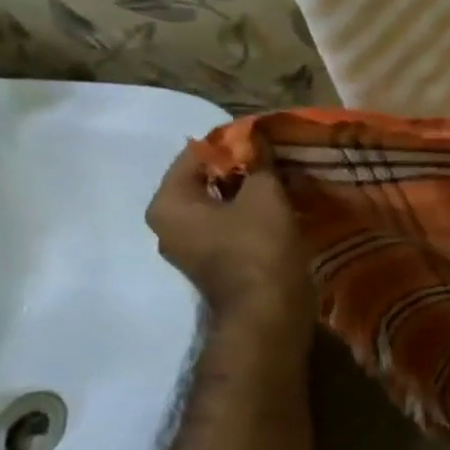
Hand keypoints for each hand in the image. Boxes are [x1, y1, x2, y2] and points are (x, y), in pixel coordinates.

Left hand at [146, 141, 314, 317]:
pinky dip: (251, 214)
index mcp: (168, 204)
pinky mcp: (215, 263)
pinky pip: (230, 226)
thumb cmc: (259, 246)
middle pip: (205, 180)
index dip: (231, 141)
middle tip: (275, 157)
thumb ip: (258, 162)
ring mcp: (190, 248)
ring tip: (282, 180)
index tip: (263, 137)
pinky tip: (279, 207)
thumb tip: (257, 138)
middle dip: (240, 167)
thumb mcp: (264, 193)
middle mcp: (168, 225)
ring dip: (249, 192)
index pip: (195, 154)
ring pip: (220, 205)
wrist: (269, 311)